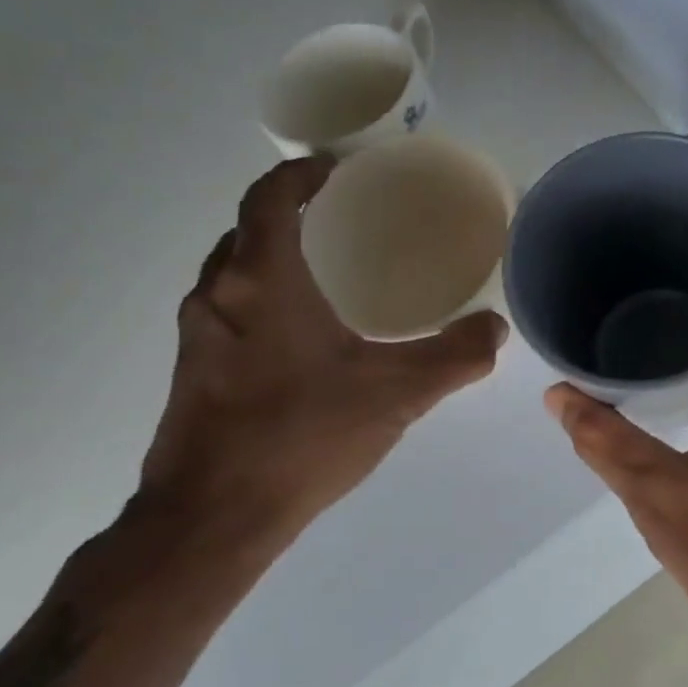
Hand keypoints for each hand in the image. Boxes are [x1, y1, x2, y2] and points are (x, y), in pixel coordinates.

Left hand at [139, 159, 506, 559]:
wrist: (213, 517)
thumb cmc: (302, 437)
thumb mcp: (395, 395)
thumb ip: (454, 357)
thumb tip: (494, 328)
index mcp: (262, 279)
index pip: (271, 197)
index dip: (302, 173)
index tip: (339, 169)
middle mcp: (218, 293)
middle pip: (249, 229)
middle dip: (291, 213)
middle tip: (344, 219)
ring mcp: (198, 333)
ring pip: (235, 272)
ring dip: (273, 257)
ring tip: (328, 272)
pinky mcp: (193, 370)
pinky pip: (229, 309)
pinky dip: (262, 298)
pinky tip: (302, 337)